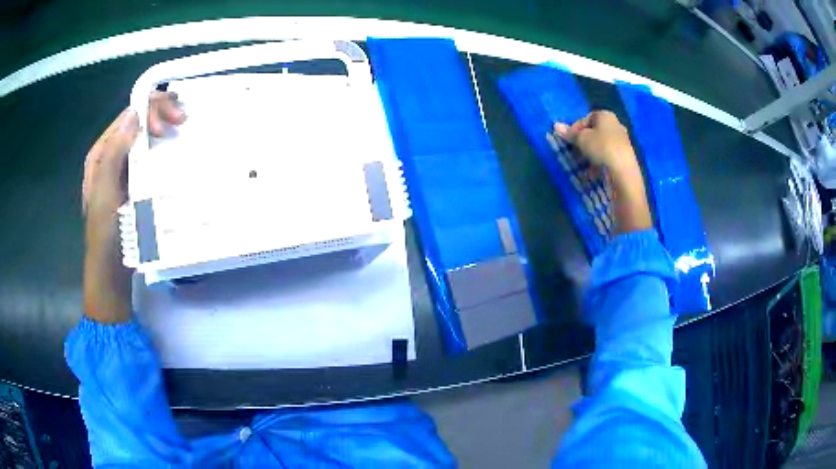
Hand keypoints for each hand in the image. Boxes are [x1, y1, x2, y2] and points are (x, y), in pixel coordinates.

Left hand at [82, 91, 184, 322]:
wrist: (111, 270)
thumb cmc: (106, 234)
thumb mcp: (105, 193)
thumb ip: (114, 154)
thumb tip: (133, 113)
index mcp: (101, 154)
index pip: (127, 116)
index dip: (148, 110)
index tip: (166, 125)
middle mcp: (112, 155)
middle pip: (137, 121)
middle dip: (158, 113)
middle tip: (181, 120)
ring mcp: (125, 169)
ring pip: (144, 135)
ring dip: (163, 126)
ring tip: (181, 125)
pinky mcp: (136, 182)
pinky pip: (149, 155)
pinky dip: (163, 145)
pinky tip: (175, 145)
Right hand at [553, 110, 637, 173]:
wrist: (623, 171)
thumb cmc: (601, 147)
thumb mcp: (581, 139)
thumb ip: (569, 133)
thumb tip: (556, 125)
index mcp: (605, 115)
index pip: (585, 118)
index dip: (575, 129)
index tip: (570, 140)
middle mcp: (616, 124)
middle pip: (594, 132)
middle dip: (583, 142)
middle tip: (576, 153)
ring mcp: (622, 140)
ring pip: (601, 144)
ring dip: (591, 153)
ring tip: (584, 164)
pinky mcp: (625, 155)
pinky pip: (608, 155)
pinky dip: (600, 161)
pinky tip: (595, 171)